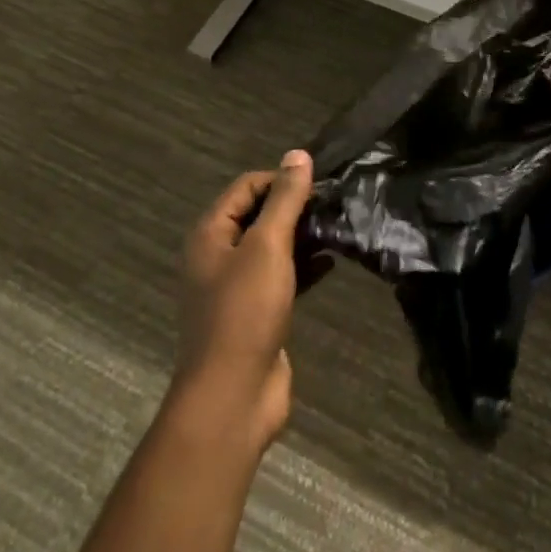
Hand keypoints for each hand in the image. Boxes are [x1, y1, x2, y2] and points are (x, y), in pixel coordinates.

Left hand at [174, 151, 325, 452]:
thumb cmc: (245, 312)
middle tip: (335, 203)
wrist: (232, 396)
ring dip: (303, 235)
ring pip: (273, 246)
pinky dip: (305, 264)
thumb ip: (285, 199)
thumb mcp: (268, 246)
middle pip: (260, 214)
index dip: (281, 179)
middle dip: (296, 206)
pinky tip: (332, 260)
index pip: (247, 186)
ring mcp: (237, 286)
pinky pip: (282, 275)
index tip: (319, 184)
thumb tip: (298, 154)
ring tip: (339, 226)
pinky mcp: (257, 312)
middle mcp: (219, 254)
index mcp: (211, 234)